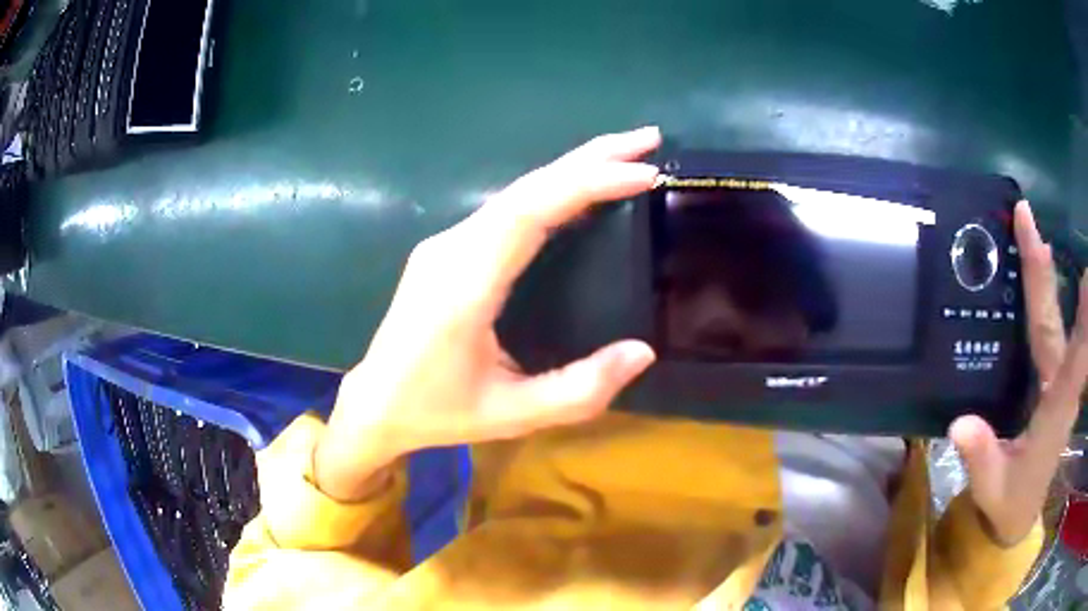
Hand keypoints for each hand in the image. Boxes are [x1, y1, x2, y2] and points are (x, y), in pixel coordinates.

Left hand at [315, 128, 661, 500]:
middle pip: (526, 187)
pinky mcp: (446, 248)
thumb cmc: (437, 411)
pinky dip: (551, 191)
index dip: (587, 183)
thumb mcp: (512, 414)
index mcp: (464, 286)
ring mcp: (444, 243)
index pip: (529, 212)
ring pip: (516, 192)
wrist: (375, 402)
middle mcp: (451, 249)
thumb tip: (643, 353)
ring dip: (572, 168)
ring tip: (626, 157)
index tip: (643, 172)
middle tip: (648, 139)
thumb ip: (579, 391)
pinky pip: (505, 208)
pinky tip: (579, 190)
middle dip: (591, 157)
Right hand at [950, 201, 1087, 545]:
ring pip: (1057, 319)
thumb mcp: (992, 489)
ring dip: (1048, 277)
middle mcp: (1061, 386)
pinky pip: (1055, 330)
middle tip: (1030, 222)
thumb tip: (960, 424)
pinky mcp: (1052, 378)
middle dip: (1045, 273)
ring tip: (1035, 237)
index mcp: (1055, 414)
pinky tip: (1040, 272)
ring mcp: (1058, 379)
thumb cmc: (1010, 503)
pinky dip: (1049, 297)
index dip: (1084, 321)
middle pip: (1056, 322)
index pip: (1074, 363)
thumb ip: (981, 458)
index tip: (1086, 275)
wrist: (1021, 514)